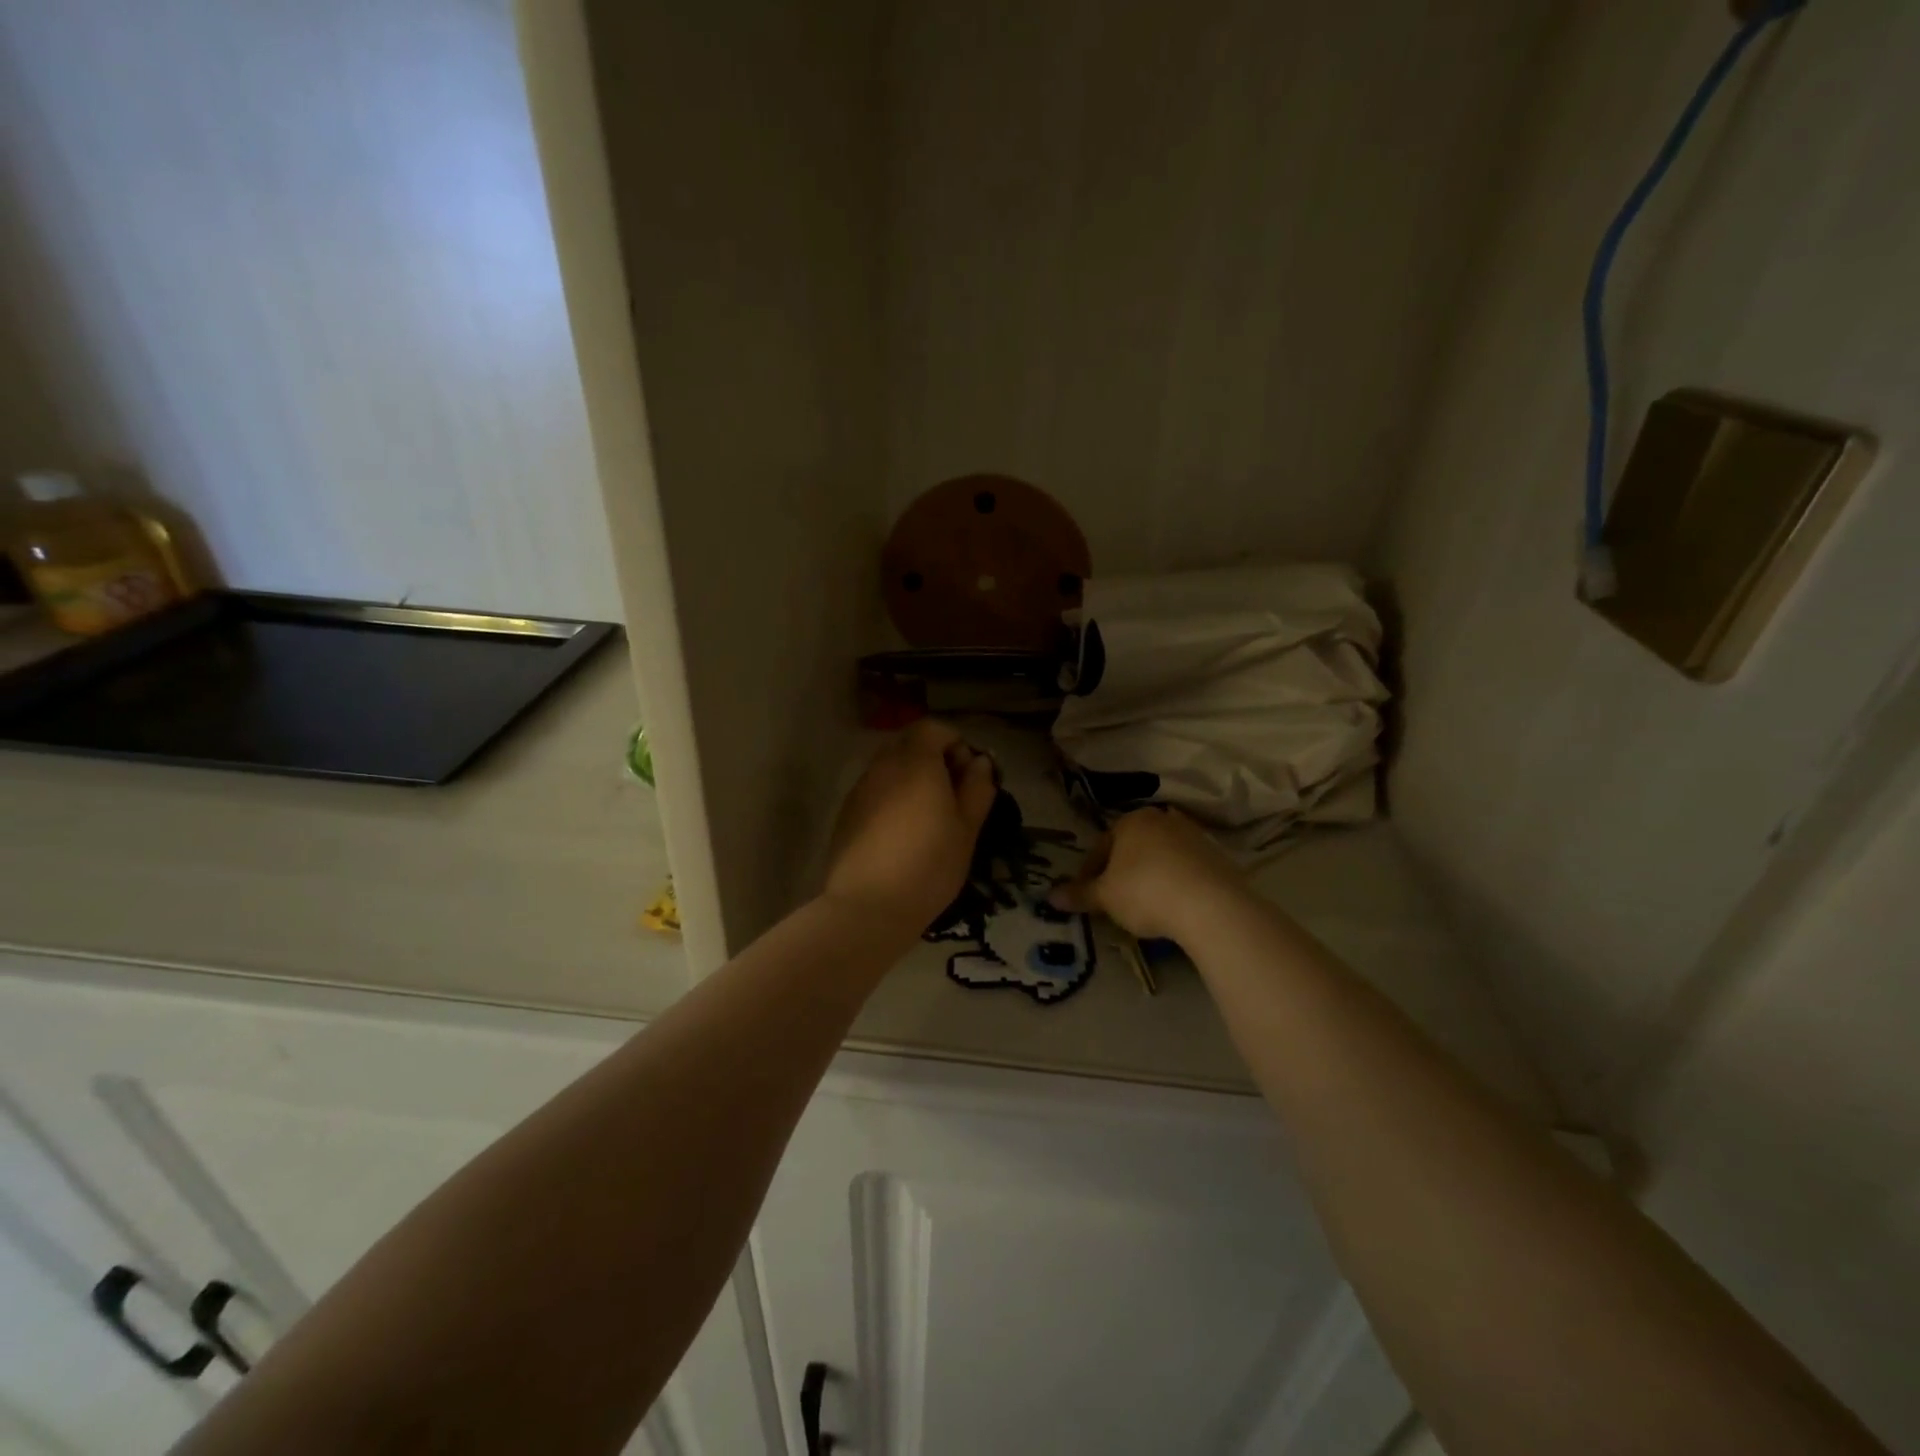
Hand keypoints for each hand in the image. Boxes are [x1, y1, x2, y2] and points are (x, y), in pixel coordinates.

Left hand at [824, 720, 997, 930]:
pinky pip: (876, 791)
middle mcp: (883, 766)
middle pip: (909, 744)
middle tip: (952, 797)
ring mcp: (861, 789)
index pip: (934, 728)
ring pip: (891, 768)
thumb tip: (980, 762)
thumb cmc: (929, 865)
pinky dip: (893, 799)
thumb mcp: (967, 829)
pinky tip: (902, 835)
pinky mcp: (847, 813)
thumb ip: (977, 788)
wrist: (867, 907)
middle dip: (933, 760)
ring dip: (912, 780)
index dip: (955, 743)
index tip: (968, 775)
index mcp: (916, 762)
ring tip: (929, 819)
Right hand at [1051, 807, 1245, 940]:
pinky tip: (1173, 906)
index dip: (1090, 872)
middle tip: (1115, 899)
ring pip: (1161, 856)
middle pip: (1133, 847)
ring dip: (1150, 875)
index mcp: (1131, 821)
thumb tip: (1050, 897)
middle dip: (1122, 870)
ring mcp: (1194, 835)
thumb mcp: (1105, 897)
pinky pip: (1186, 869)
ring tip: (1145, 905)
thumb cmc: (1145, 891)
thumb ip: (1079, 894)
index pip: (1102, 845)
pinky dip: (1176, 883)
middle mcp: (1163, 819)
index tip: (1087, 894)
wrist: (1211, 905)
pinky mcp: (1218, 856)